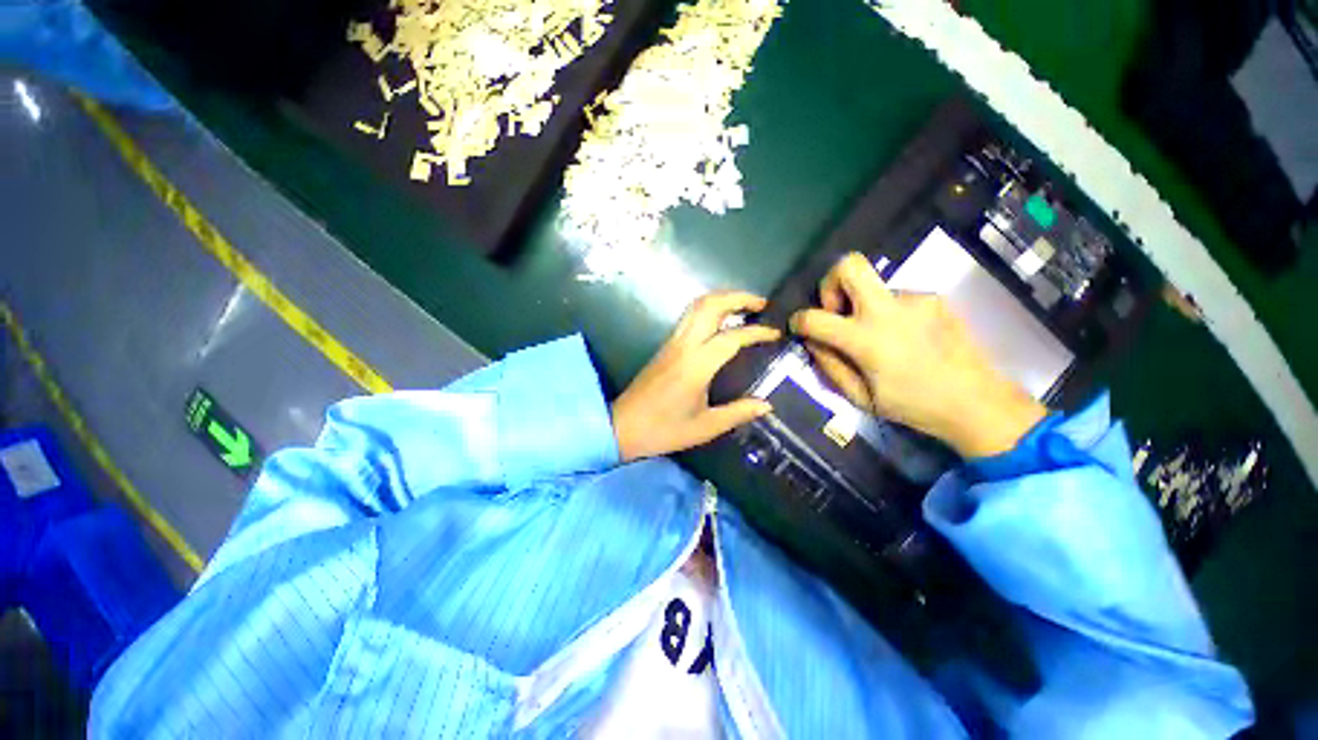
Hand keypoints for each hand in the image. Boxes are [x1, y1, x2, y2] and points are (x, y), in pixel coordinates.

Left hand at [612, 292, 780, 461]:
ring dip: (722, 299)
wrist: (622, 426)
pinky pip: (689, 316)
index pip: (731, 337)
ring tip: (745, 307)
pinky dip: (709, 309)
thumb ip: (738, 413)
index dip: (757, 331)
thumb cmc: (664, 430)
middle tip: (761, 304)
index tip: (775, 332)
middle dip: (738, 297)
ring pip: (696, 306)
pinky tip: (721, 321)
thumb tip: (767, 404)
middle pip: (710, 305)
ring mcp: (671, 342)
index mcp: (696, 365)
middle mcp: (683, 346)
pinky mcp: (665, 346)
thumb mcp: (705, 427)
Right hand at [790, 253, 1046, 458]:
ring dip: (865, 306)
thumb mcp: (859, 397)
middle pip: (849, 265)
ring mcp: (914, 299)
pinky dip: (889, 313)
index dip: (799, 320)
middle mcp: (887, 310)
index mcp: (866, 340)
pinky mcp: (934, 298)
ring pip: (874, 287)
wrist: (978, 402)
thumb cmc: (912, 405)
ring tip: (881, 337)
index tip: (800, 326)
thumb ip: (829, 366)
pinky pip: (897, 298)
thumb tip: (812, 341)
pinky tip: (906, 337)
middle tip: (836, 310)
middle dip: (830, 282)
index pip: (815, 317)